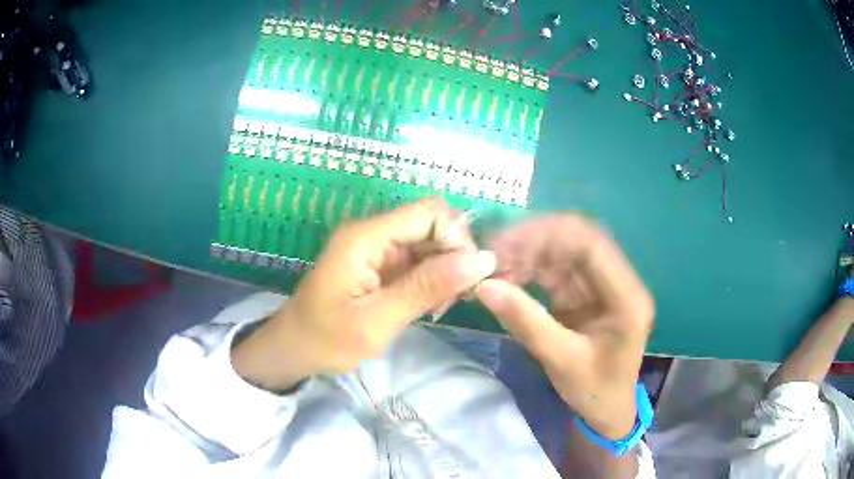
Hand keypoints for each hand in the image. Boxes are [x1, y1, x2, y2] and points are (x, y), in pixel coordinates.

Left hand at [233, 199, 495, 390]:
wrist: (294, 349)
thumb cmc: (327, 339)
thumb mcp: (377, 321)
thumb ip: (426, 288)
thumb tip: (480, 261)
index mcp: (366, 237)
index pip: (429, 213)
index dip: (456, 238)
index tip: (468, 278)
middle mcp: (373, 233)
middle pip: (432, 225)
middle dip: (454, 258)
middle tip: (456, 299)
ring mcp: (376, 248)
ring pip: (429, 244)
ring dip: (445, 272)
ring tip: (441, 306)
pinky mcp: (380, 264)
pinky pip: (418, 261)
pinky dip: (432, 280)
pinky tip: (431, 306)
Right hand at [476, 216, 653, 438]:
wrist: (607, 411)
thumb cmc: (595, 391)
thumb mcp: (561, 361)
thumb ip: (526, 323)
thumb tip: (484, 287)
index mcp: (626, 298)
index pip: (591, 247)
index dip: (548, 236)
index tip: (506, 241)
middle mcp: (617, 283)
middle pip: (576, 244)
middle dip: (533, 242)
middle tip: (493, 252)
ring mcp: (600, 287)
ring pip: (563, 254)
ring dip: (528, 255)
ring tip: (493, 265)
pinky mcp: (584, 295)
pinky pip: (555, 272)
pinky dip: (529, 271)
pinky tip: (505, 277)